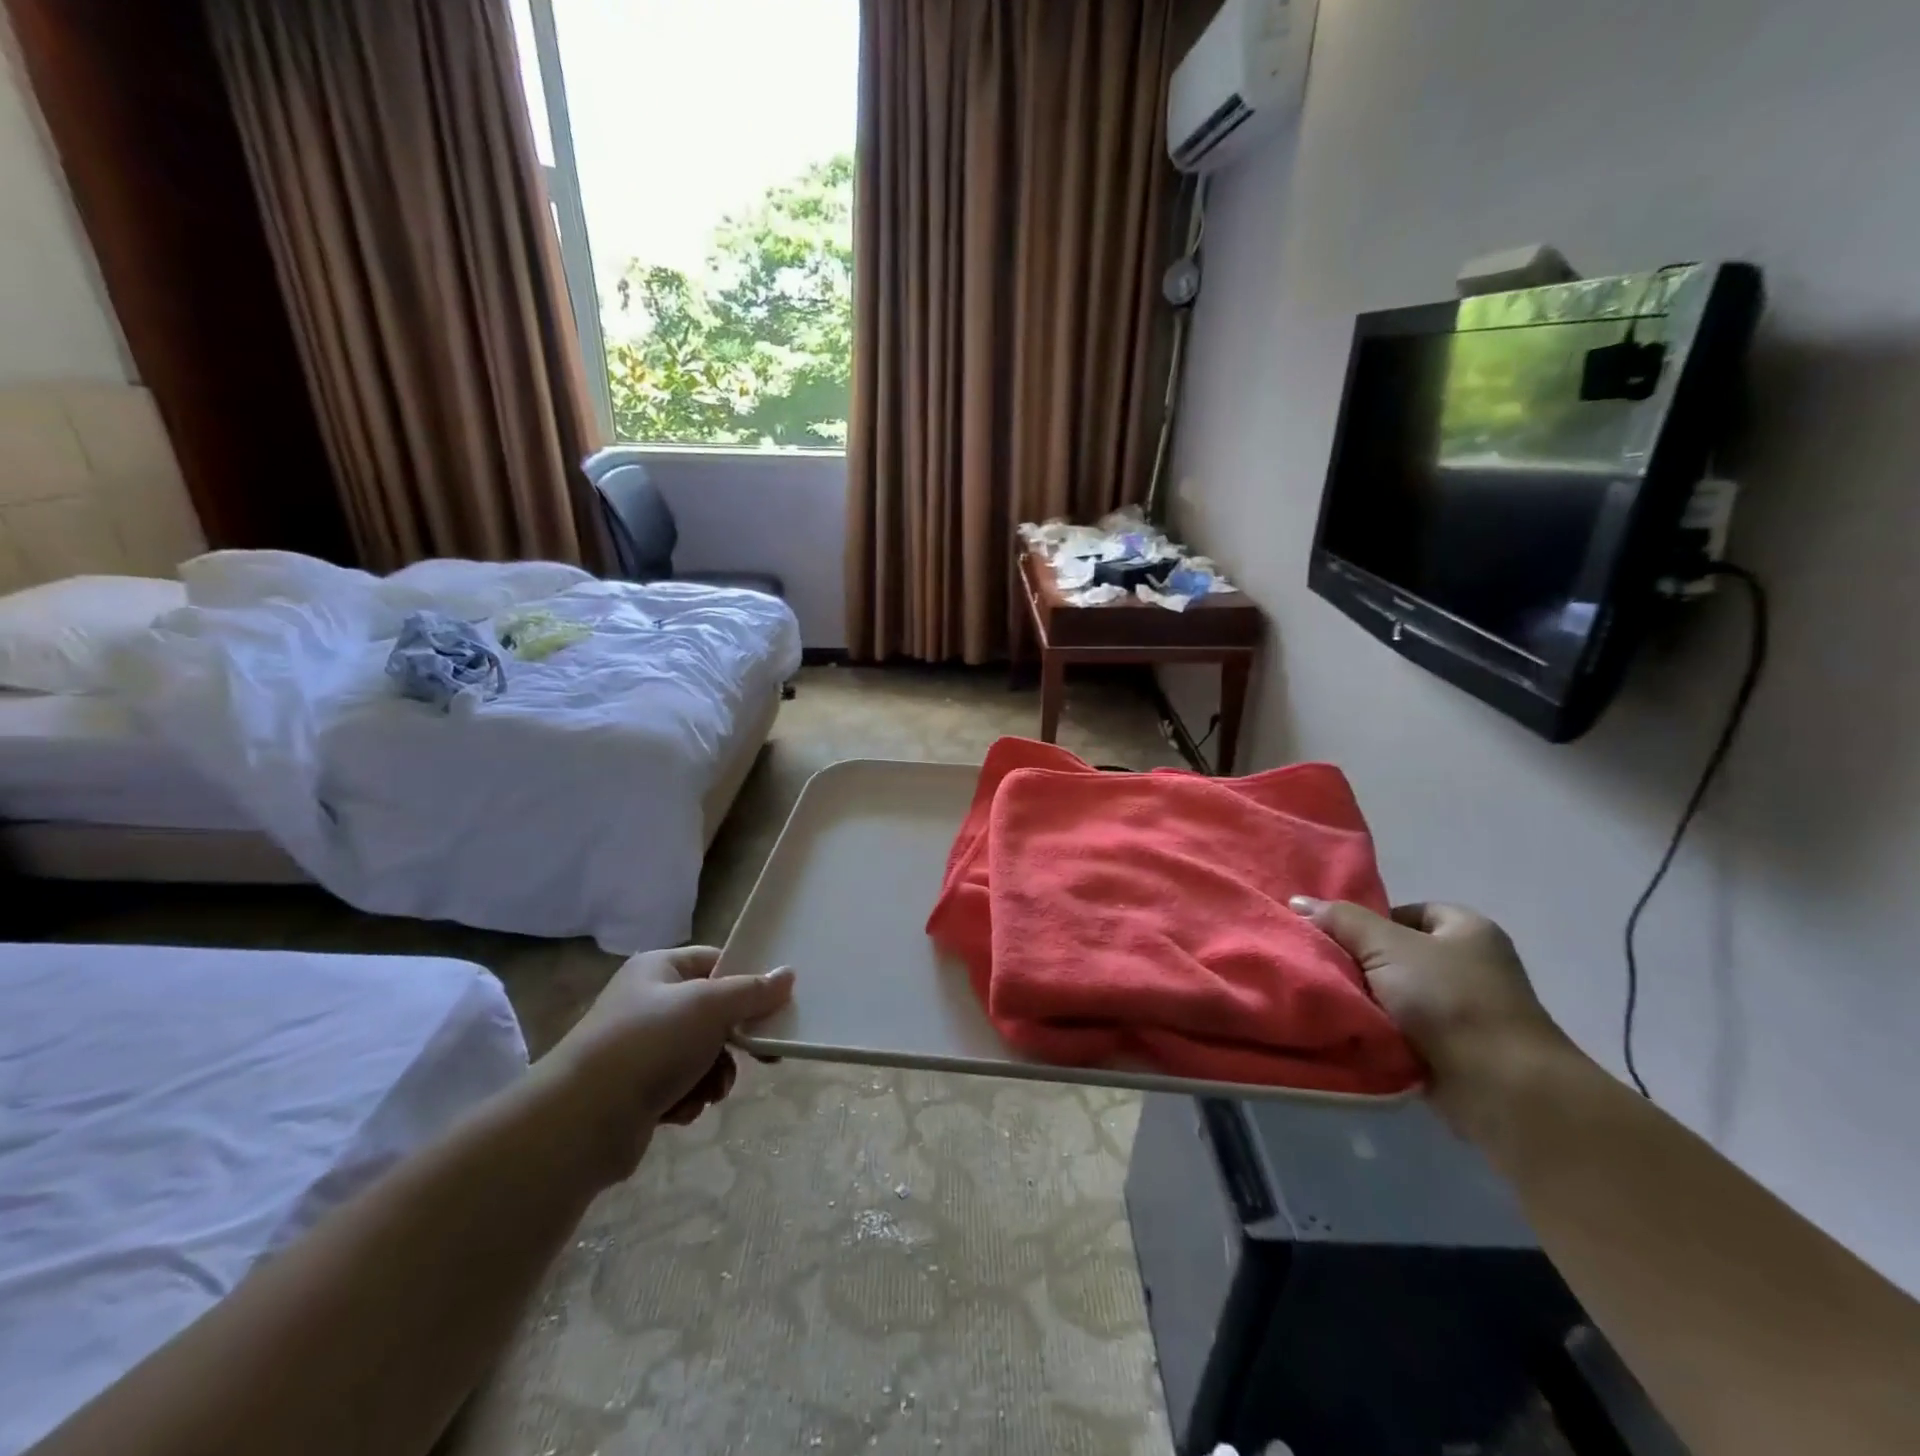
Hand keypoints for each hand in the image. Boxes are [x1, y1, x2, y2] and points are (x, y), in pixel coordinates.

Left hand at [537, 946, 793, 1182]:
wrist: (582, 1121)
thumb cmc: (650, 1044)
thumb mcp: (710, 1006)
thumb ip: (753, 991)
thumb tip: (788, 974)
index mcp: (658, 968)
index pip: (716, 962)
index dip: (747, 980)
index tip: (776, 1004)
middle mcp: (647, 1002)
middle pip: (712, 1012)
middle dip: (735, 1039)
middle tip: (762, 1057)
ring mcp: (639, 1047)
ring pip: (702, 1053)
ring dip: (715, 1073)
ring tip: (711, 1090)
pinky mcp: (636, 1090)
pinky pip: (682, 1085)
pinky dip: (690, 1097)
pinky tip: (683, 1109)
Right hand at [1290, 897, 1576, 1138]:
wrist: (1502, 1088)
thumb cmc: (1449, 1000)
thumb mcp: (1386, 946)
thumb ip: (1341, 920)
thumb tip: (1298, 901)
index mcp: (1467, 929)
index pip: (1407, 912)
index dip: (1369, 922)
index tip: (1336, 939)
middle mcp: (1472, 965)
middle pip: (1398, 954)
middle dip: (1362, 963)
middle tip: (1325, 968)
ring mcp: (1467, 1011)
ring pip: (1398, 995)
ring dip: (1369, 1001)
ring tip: (1332, 1000)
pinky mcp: (1457, 1051)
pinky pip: (1406, 1030)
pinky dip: (1382, 1031)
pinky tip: (1354, 1030)